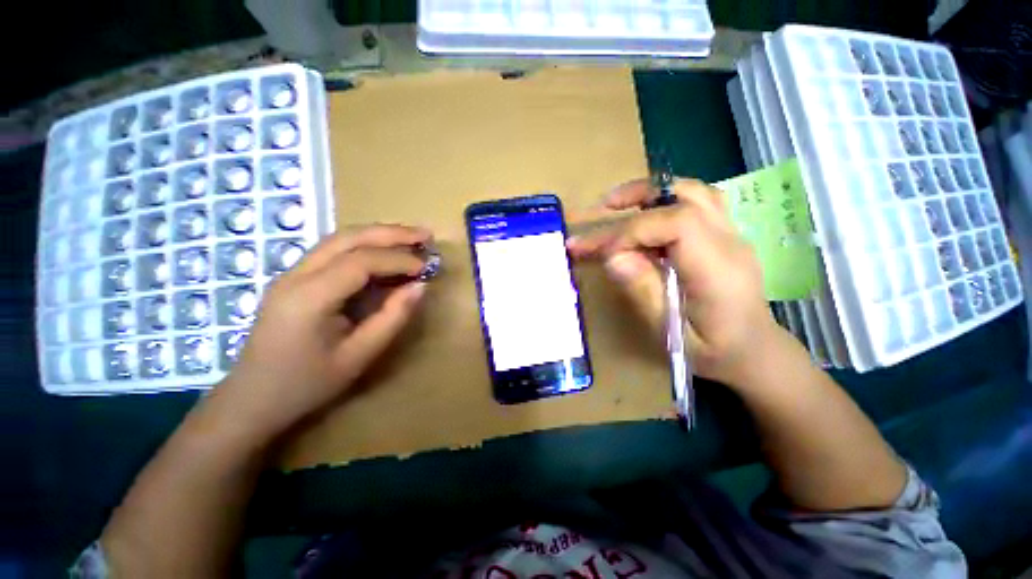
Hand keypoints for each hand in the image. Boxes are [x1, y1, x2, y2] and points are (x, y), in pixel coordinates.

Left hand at [211, 224, 432, 437]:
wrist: (252, 400)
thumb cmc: (306, 384)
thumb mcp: (359, 356)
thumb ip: (392, 318)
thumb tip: (420, 287)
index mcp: (309, 298)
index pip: (360, 262)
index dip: (398, 260)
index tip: (425, 268)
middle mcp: (295, 276)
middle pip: (347, 238)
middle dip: (390, 233)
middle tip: (425, 234)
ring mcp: (291, 274)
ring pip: (338, 239)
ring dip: (377, 234)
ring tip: (410, 237)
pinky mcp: (294, 279)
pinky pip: (333, 251)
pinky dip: (364, 246)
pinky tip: (383, 251)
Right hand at [568, 178, 782, 385]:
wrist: (754, 352)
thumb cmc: (712, 351)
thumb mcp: (671, 332)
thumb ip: (644, 291)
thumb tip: (613, 258)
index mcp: (718, 269)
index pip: (675, 224)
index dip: (632, 231)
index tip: (604, 253)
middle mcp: (729, 242)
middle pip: (686, 196)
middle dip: (638, 196)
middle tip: (604, 207)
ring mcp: (731, 235)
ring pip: (693, 192)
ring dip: (652, 193)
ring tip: (620, 205)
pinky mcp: (723, 236)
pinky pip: (694, 204)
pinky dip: (663, 203)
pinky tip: (644, 221)